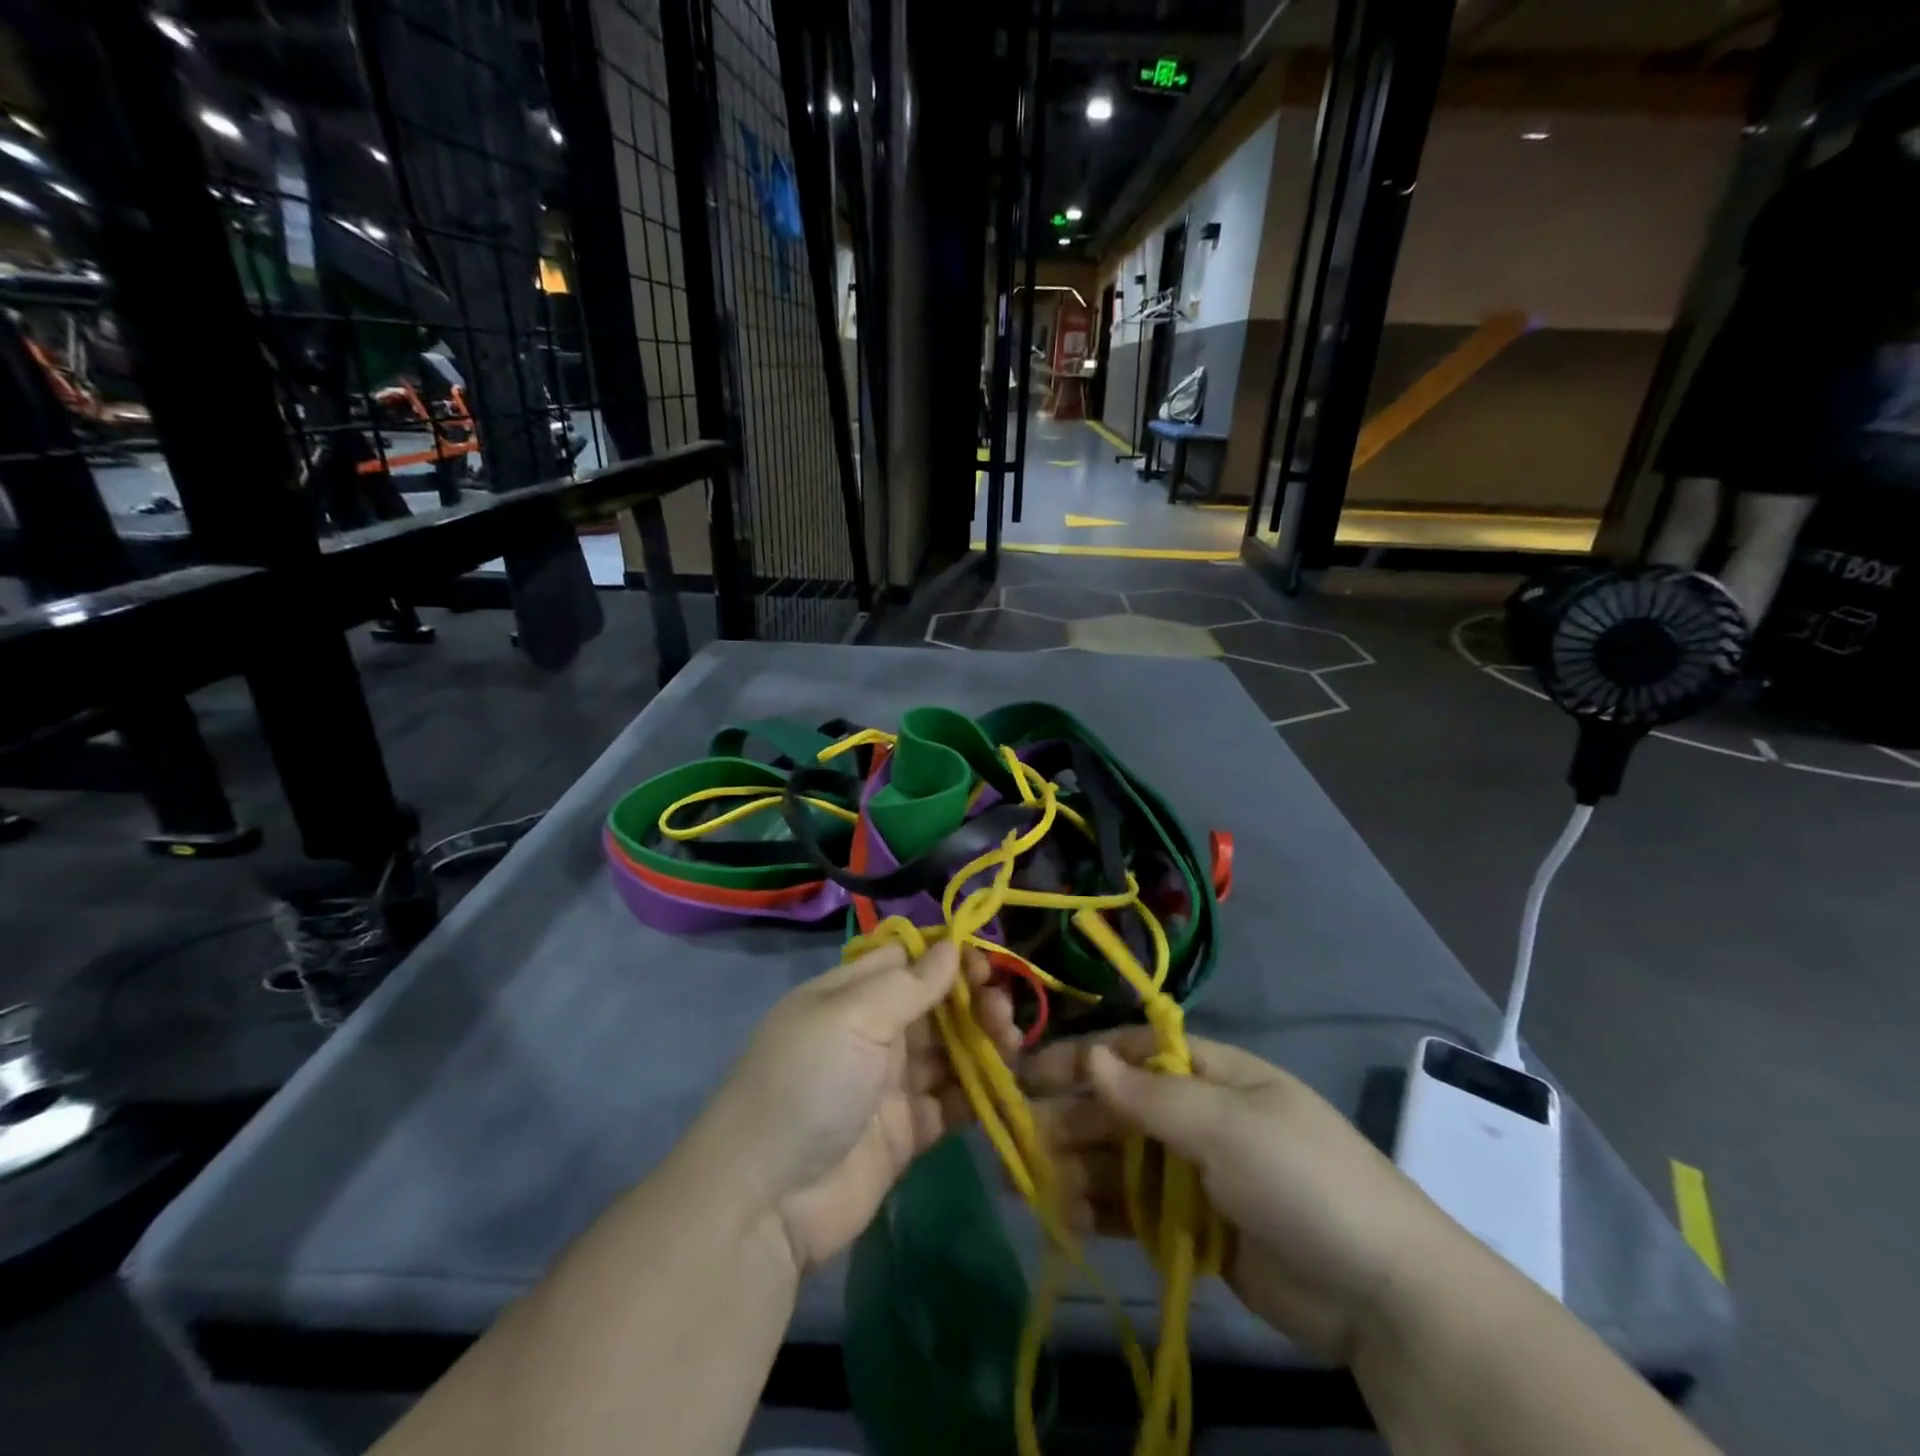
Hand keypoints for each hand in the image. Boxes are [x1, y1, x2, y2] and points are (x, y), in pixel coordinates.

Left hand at [703, 941, 1018, 1274]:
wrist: (768, 1199)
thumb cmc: (809, 1082)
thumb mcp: (852, 1017)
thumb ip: (909, 984)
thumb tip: (952, 947)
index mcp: (850, 995)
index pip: (905, 960)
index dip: (946, 957)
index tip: (984, 963)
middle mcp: (871, 1033)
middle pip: (933, 1004)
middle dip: (971, 1000)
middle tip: (1001, 1009)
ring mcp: (888, 1083)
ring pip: (948, 1050)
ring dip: (982, 1040)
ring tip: (1010, 1040)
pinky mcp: (906, 1131)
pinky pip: (949, 1101)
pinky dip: (976, 1091)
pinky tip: (1001, 1084)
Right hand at [1022, 1030, 1468, 1364]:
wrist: (1382, 1294)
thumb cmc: (1301, 1179)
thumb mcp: (1227, 1125)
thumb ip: (1151, 1094)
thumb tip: (1089, 1056)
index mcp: (1211, 1073)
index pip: (1131, 1053)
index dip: (1079, 1060)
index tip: (1026, 1074)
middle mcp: (1197, 1115)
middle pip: (1118, 1108)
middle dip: (1069, 1120)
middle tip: (1017, 1141)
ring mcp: (1195, 1174)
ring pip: (1120, 1161)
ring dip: (1076, 1169)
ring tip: (1032, 1187)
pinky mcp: (1194, 1229)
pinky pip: (1134, 1210)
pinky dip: (1100, 1211)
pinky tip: (1065, 1218)